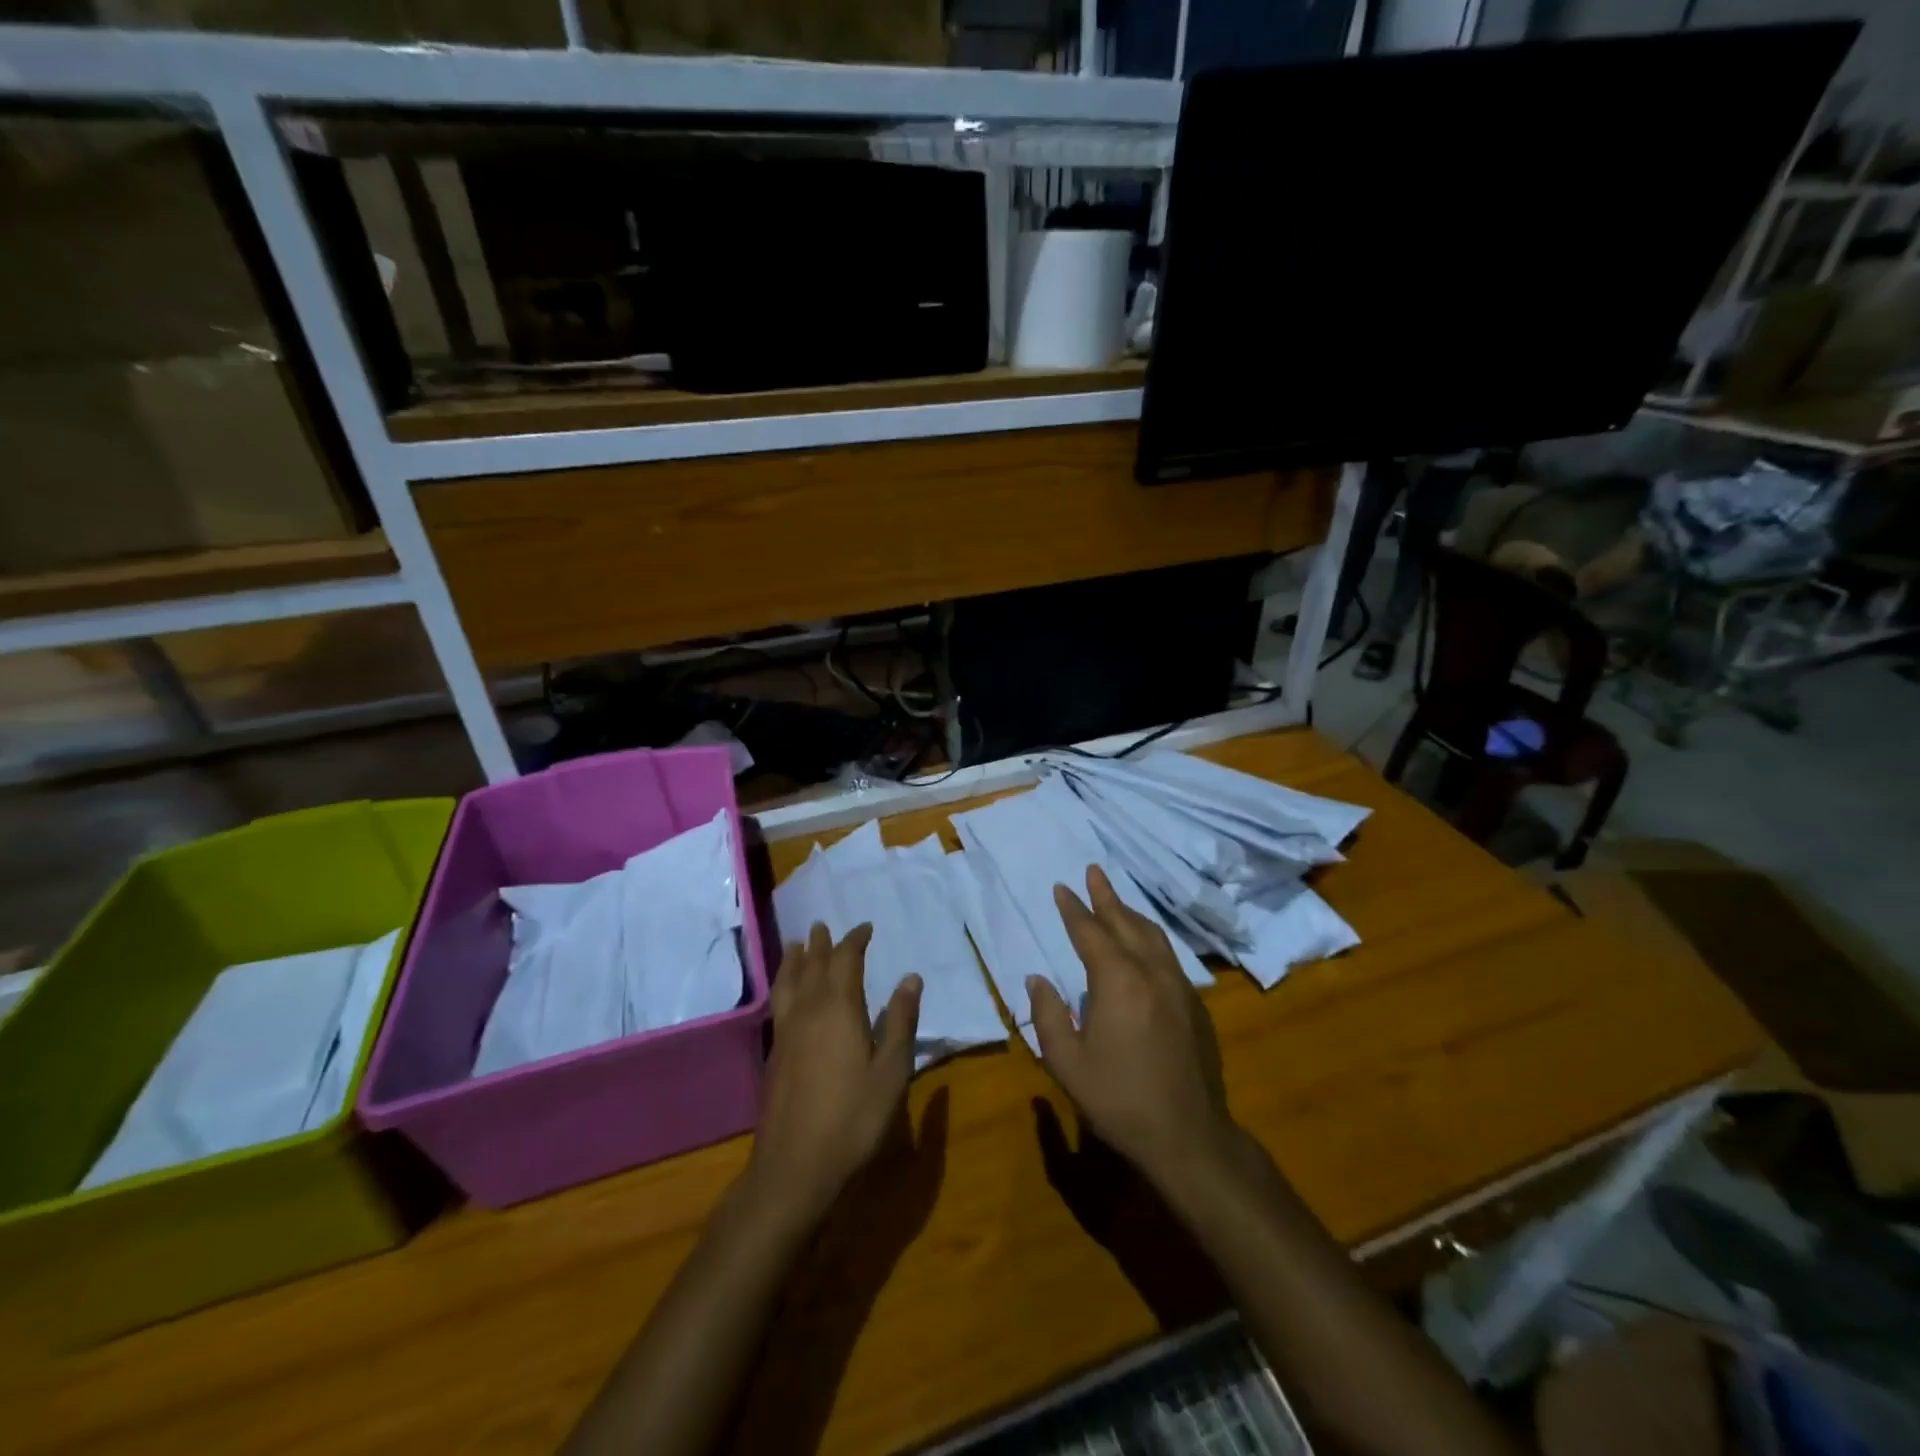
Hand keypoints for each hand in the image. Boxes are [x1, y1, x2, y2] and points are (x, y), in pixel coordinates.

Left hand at [750, 923, 921, 1219]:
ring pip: (788, 982)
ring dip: (794, 960)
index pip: (845, 960)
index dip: (855, 941)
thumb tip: (910, 977)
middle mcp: (808, 1010)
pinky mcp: (774, 1054)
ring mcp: (786, 1032)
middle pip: (812, 965)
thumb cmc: (853, 1118)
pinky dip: (783, 984)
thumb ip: (900, 1021)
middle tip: (824, 926)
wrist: (795, 1166)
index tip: (865, 928)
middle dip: (821, 944)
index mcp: (839, 1008)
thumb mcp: (891, 1071)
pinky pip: (779, 1002)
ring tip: (796, 944)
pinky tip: (785, 993)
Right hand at [1027, 866, 1235, 1185]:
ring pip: (1153, 936)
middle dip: (1106, 896)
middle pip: (1125, 923)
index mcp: (1117, 981)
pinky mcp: (1195, 1005)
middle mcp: (1151, 972)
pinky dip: (1150, 938)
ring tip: (1116, 900)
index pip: (1090, 932)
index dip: (1074, 909)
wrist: (1188, 1137)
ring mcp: (1179, 987)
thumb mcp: (1067, 1063)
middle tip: (1093, 871)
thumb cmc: (1119, 1100)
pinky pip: (1169, 956)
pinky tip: (1144, 946)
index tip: (1062, 887)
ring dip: (1131, 914)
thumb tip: (1037, 979)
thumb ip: (1049, 1015)